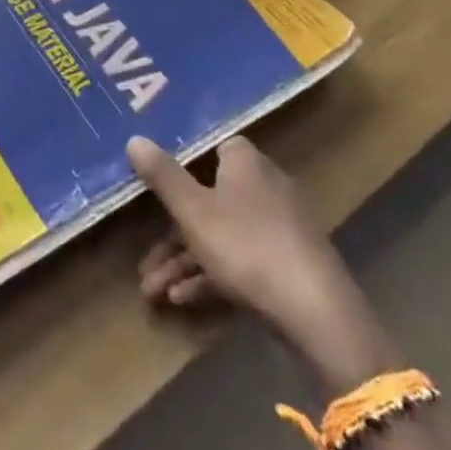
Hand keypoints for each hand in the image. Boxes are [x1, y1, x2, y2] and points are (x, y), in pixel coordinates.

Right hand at [128, 134, 395, 390]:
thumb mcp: (193, 210)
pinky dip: (209, 277)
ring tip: (152, 291)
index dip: (182, 161)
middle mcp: (264, 188)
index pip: (212, 148)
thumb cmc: (246, 245)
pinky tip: (181, 300)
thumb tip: (134, 138)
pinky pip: (238, 262)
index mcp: (245, 163)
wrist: (316, 312)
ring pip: (219, 236)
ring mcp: (277, 229)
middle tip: (144, 257)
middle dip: (171, 231)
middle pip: (208, 199)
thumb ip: (162, 176)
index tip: (154, 179)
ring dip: (183, 261)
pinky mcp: (285, 265)